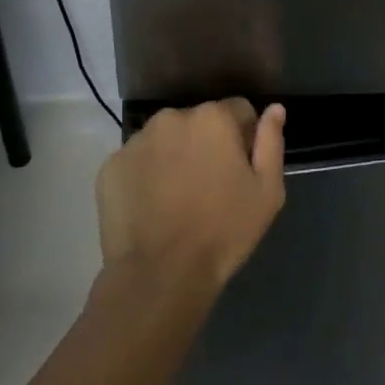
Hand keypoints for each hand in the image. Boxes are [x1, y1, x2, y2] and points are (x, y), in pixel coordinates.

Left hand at [97, 99, 285, 292]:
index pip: (238, 110)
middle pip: (199, 122)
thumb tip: (274, 108)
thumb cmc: (223, 231)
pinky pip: (137, 161)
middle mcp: (172, 117)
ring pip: (166, 139)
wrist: (160, 276)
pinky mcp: (110, 166)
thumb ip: (271, 142)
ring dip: (175, 156)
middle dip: (207, 144)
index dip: (245, 138)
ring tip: (178, 198)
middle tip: (210, 186)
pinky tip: (152, 206)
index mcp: (213, 117)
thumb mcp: (267, 191)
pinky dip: (146, 175)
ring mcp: (136, 141)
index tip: (241, 169)